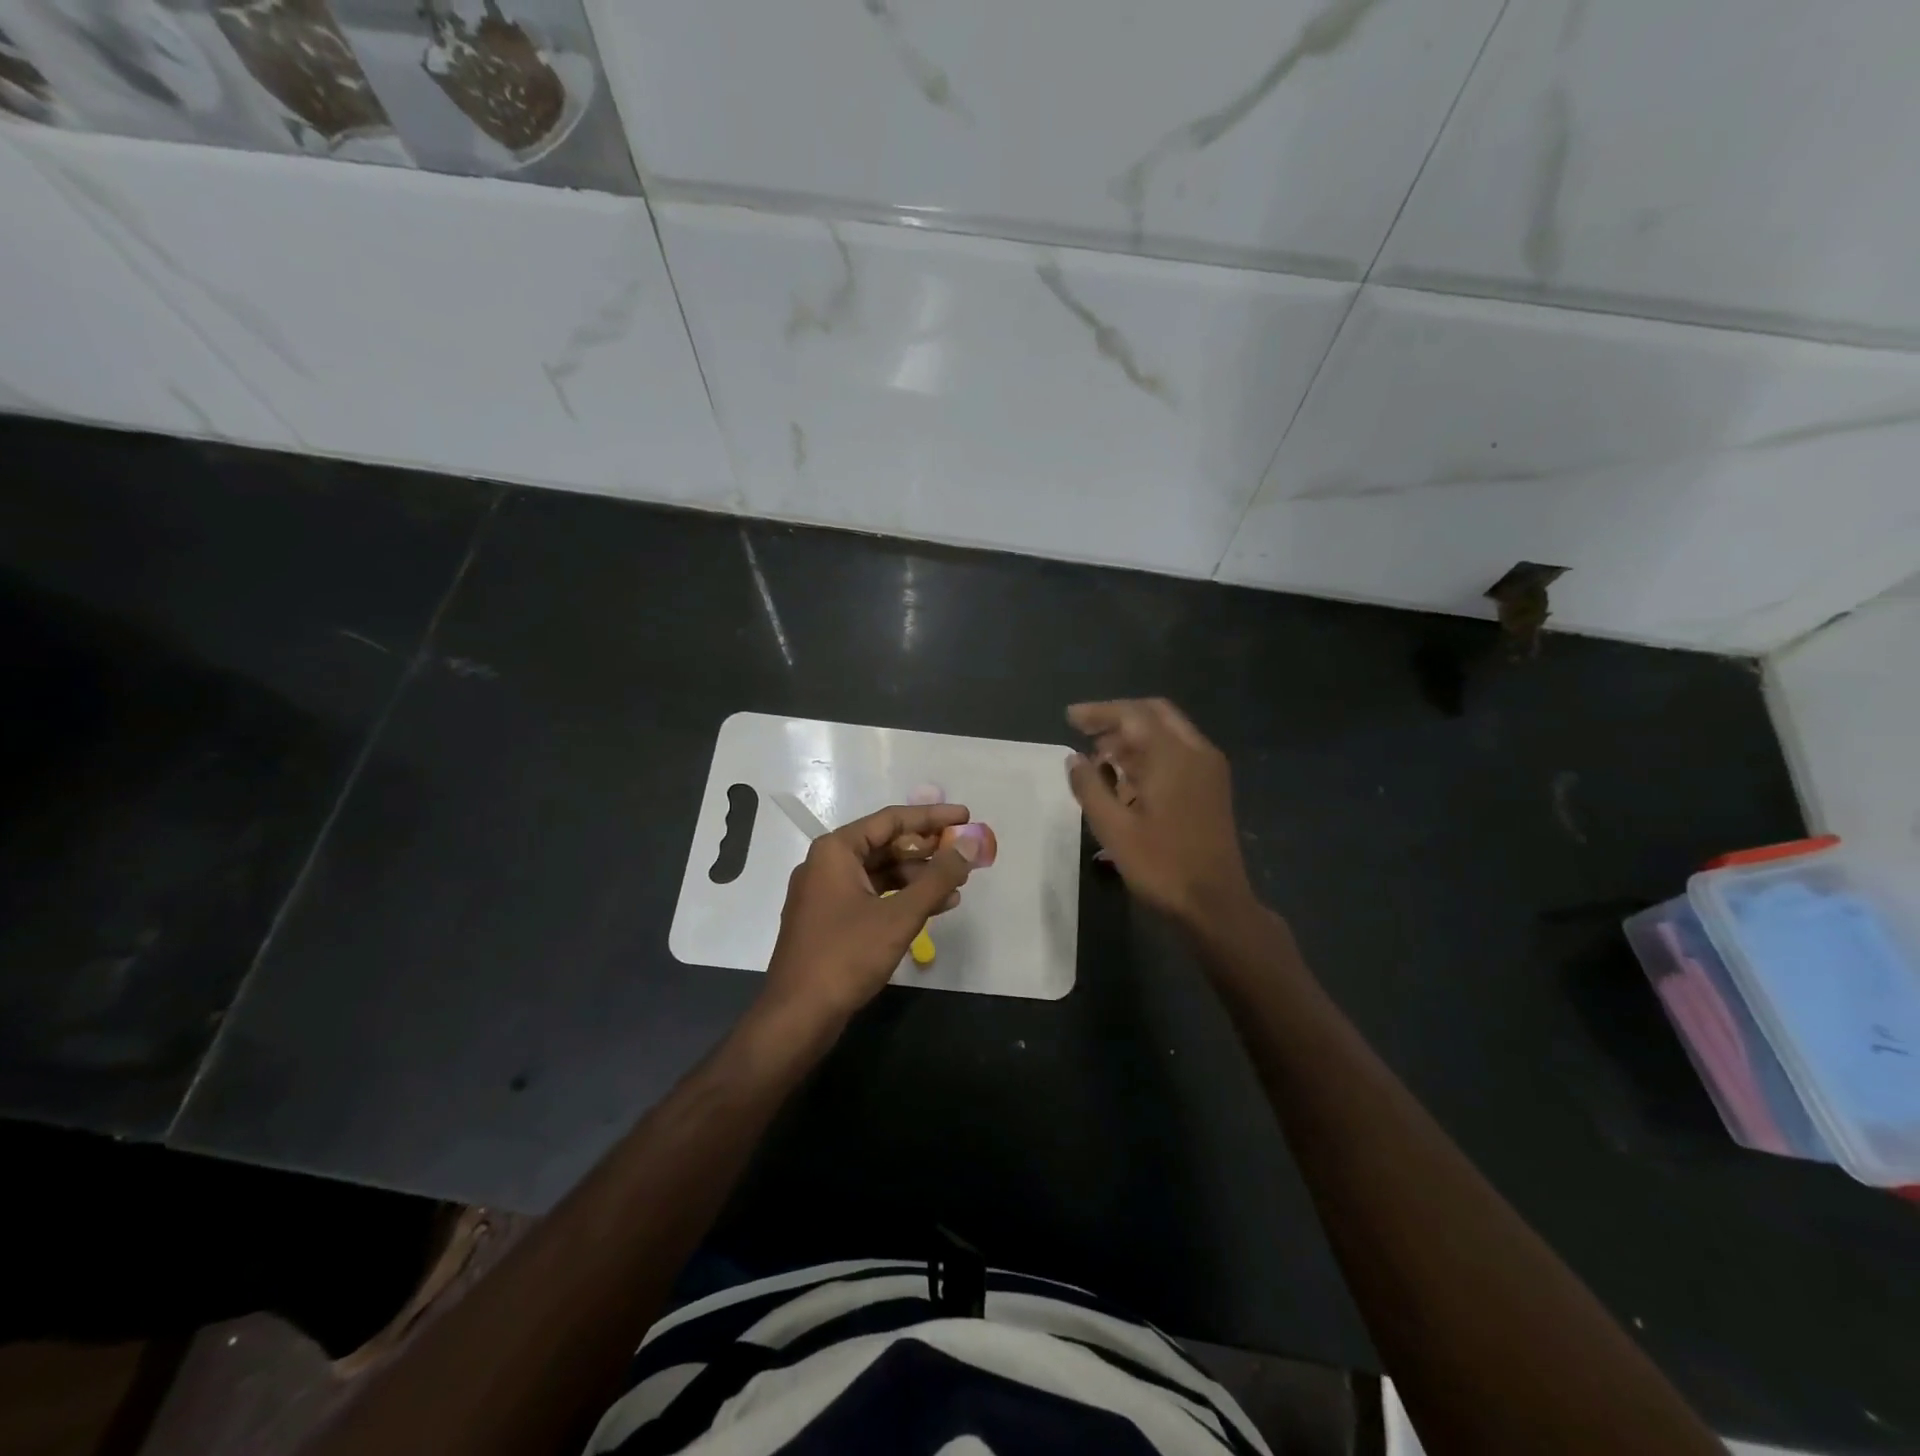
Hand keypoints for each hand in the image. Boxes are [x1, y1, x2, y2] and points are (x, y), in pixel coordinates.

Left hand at [762, 802, 981, 1026]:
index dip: (932, 817)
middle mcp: (827, 864)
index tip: (966, 816)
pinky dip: (901, 898)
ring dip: (919, 877)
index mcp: (835, 850)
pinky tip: (934, 908)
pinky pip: (872, 895)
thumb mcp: (899, 916)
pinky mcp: (830, 920)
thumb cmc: (846, 956)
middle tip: (965, 853)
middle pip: (885, 844)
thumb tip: (972, 843)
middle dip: (928, 849)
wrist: (798, 1016)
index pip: (891, 820)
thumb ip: (938, 878)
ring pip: (880, 872)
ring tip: (958, 886)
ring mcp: (826, 893)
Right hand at [1066, 699, 1255, 927]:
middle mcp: (1196, 752)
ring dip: (1134, 736)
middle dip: (1118, 717)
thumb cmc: (1161, 866)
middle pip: (1155, 714)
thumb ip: (1090, 787)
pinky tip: (1126, 777)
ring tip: (1099, 757)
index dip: (1099, 712)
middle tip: (1086, 730)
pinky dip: (1150, 753)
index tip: (1069, 717)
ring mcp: (1209, 770)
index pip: (1132, 715)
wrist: (1215, 904)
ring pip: (1168, 733)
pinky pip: (1178, 753)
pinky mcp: (1212, 788)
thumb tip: (1074, 758)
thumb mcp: (1114, 829)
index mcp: (1173, 756)